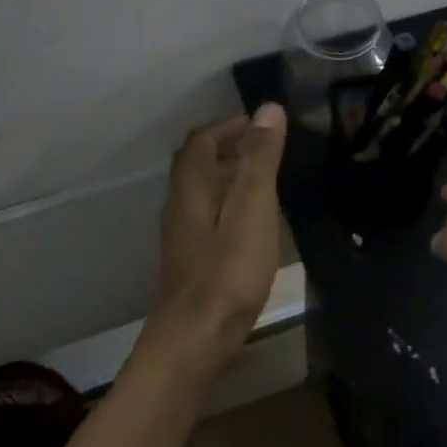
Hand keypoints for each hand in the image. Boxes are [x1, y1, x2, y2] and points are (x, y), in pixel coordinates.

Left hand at [147, 103, 288, 372]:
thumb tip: (267, 108)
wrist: (197, 337)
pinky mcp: (191, 261)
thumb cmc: (228, 270)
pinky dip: (228, 204)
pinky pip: (207, 217)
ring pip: (201, 192)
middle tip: (263, 146)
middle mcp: (179, 206)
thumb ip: (259, 159)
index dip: (227, 126)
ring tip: (263, 179)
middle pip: (196, 164)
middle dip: (226, 147)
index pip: (201, 141)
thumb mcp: (252, 208)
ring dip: (227, 176)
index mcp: (191, 187)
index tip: (259, 123)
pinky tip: (252, 223)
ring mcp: (182, 236)